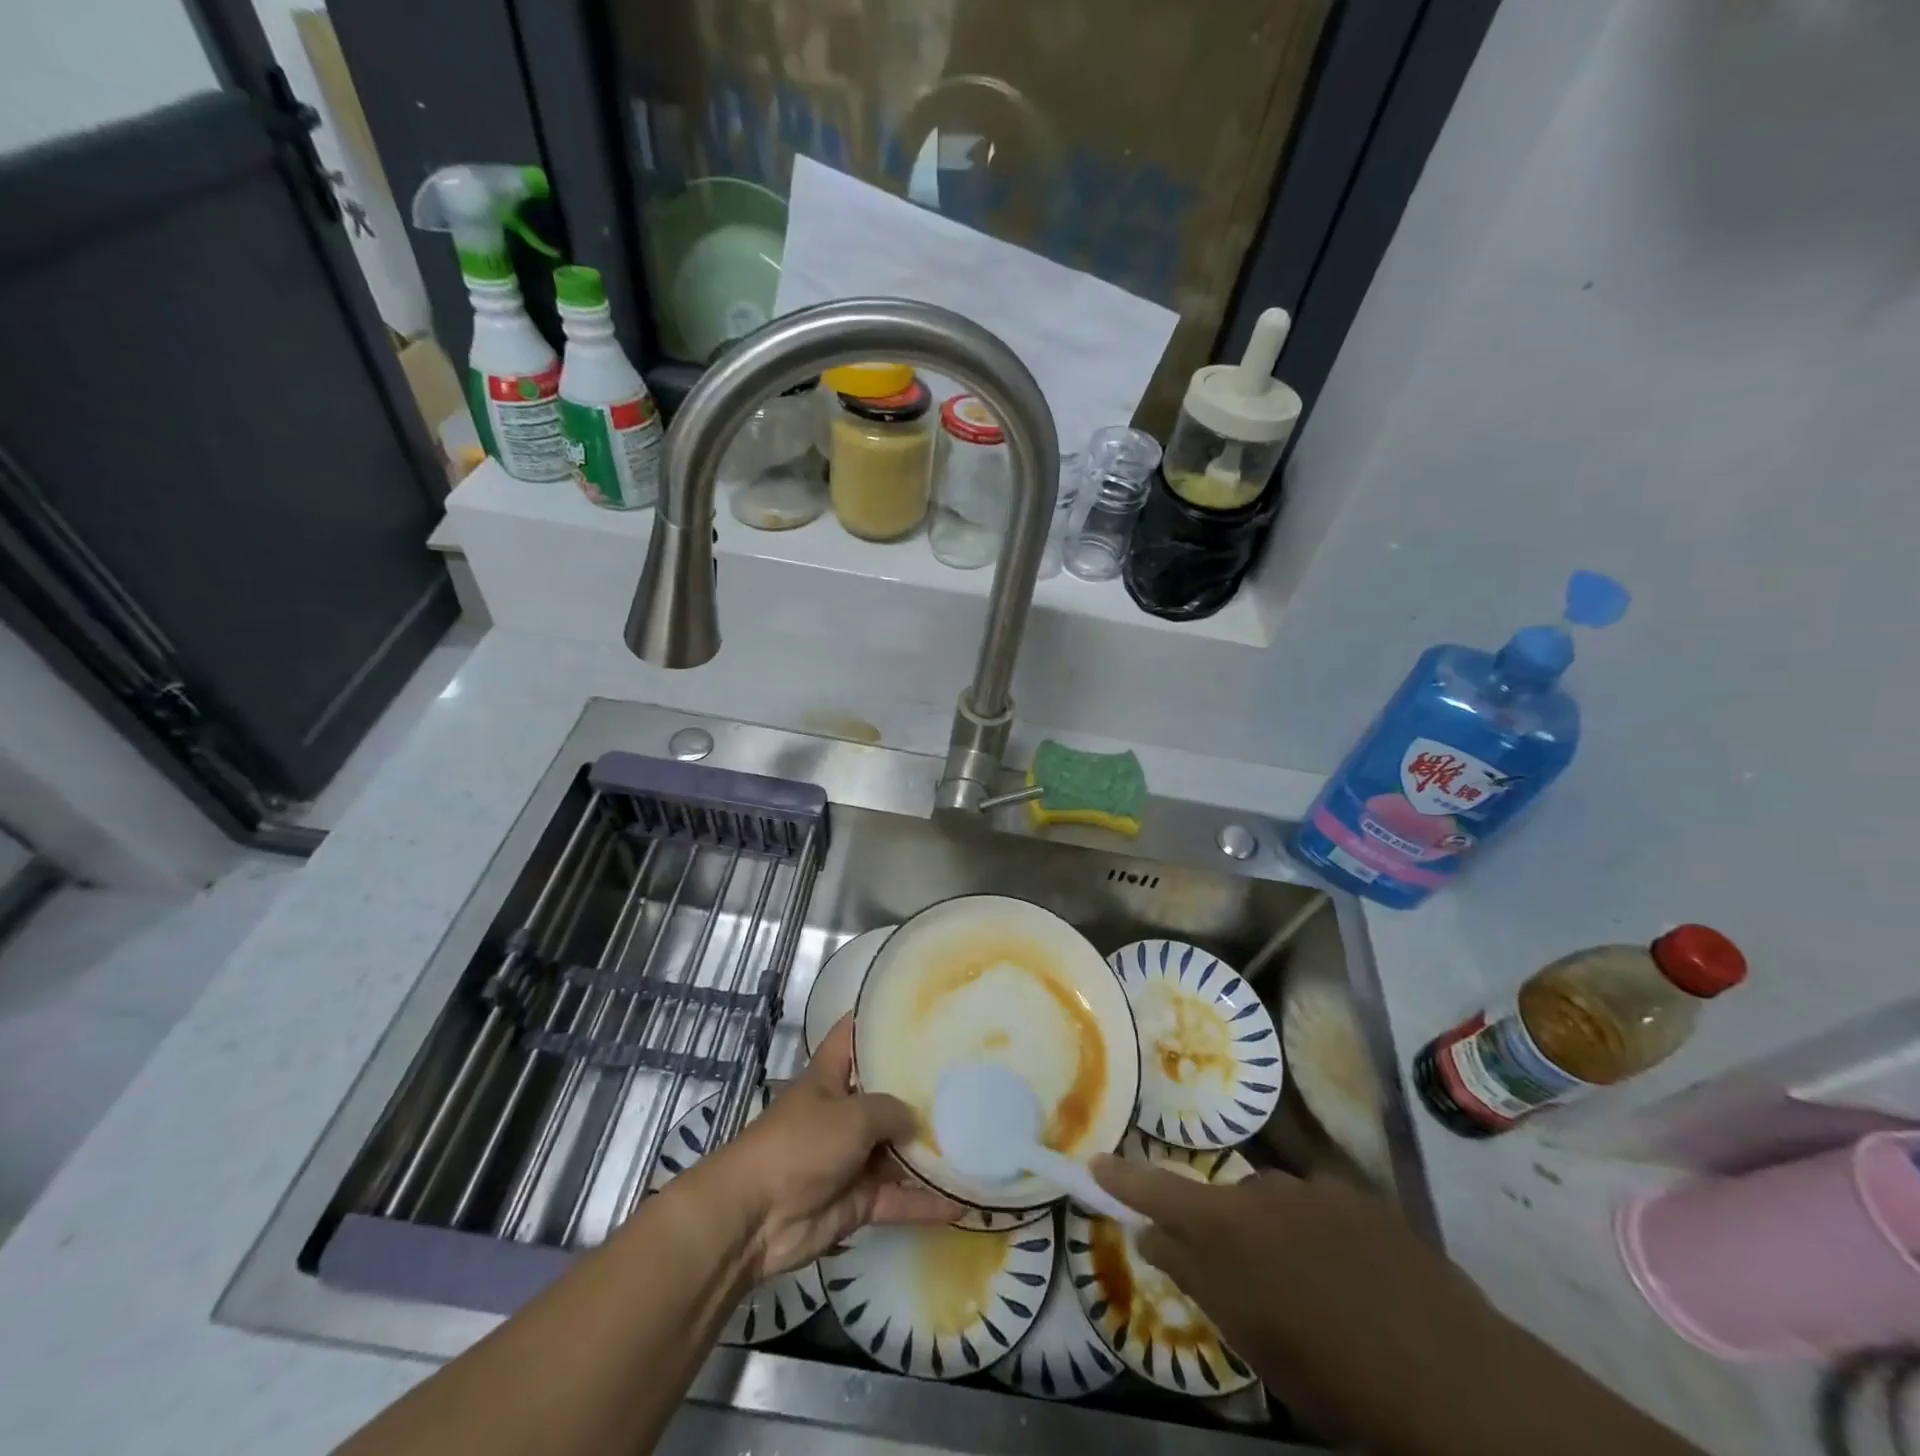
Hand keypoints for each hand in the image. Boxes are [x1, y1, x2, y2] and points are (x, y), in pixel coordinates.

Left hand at [692, 1016, 959, 1280]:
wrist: (755, 1218)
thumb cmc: (800, 1145)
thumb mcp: (851, 1115)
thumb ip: (890, 1111)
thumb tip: (917, 1120)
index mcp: (831, 1076)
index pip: (854, 1035)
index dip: (880, 1021)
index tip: (920, 1011)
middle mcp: (843, 1111)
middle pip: (886, 1095)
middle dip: (920, 1091)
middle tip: (968, 1077)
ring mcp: (851, 1157)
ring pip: (897, 1149)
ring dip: (929, 1150)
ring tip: (977, 1138)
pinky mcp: (857, 1199)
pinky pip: (898, 1197)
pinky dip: (925, 1202)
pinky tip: (963, 1201)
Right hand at [1093, 1157, 1496, 1446]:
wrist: (1452, 1376)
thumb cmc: (1333, 1373)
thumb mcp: (1251, 1338)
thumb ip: (1194, 1276)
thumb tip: (1152, 1234)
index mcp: (1227, 1227)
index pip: (1157, 1190)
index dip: (1123, 1176)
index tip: (1095, 1161)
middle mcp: (1263, 1189)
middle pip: (1222, 1201)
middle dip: (1221, 1231)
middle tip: (1247, 1284)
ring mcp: (1315, 1187)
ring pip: (1273, 1203)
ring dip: (1274, 1234)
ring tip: (1311, 1289)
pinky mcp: (1361, 1195)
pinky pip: (1318, 1206)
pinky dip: (1317, 1233)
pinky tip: (1351, 1277)